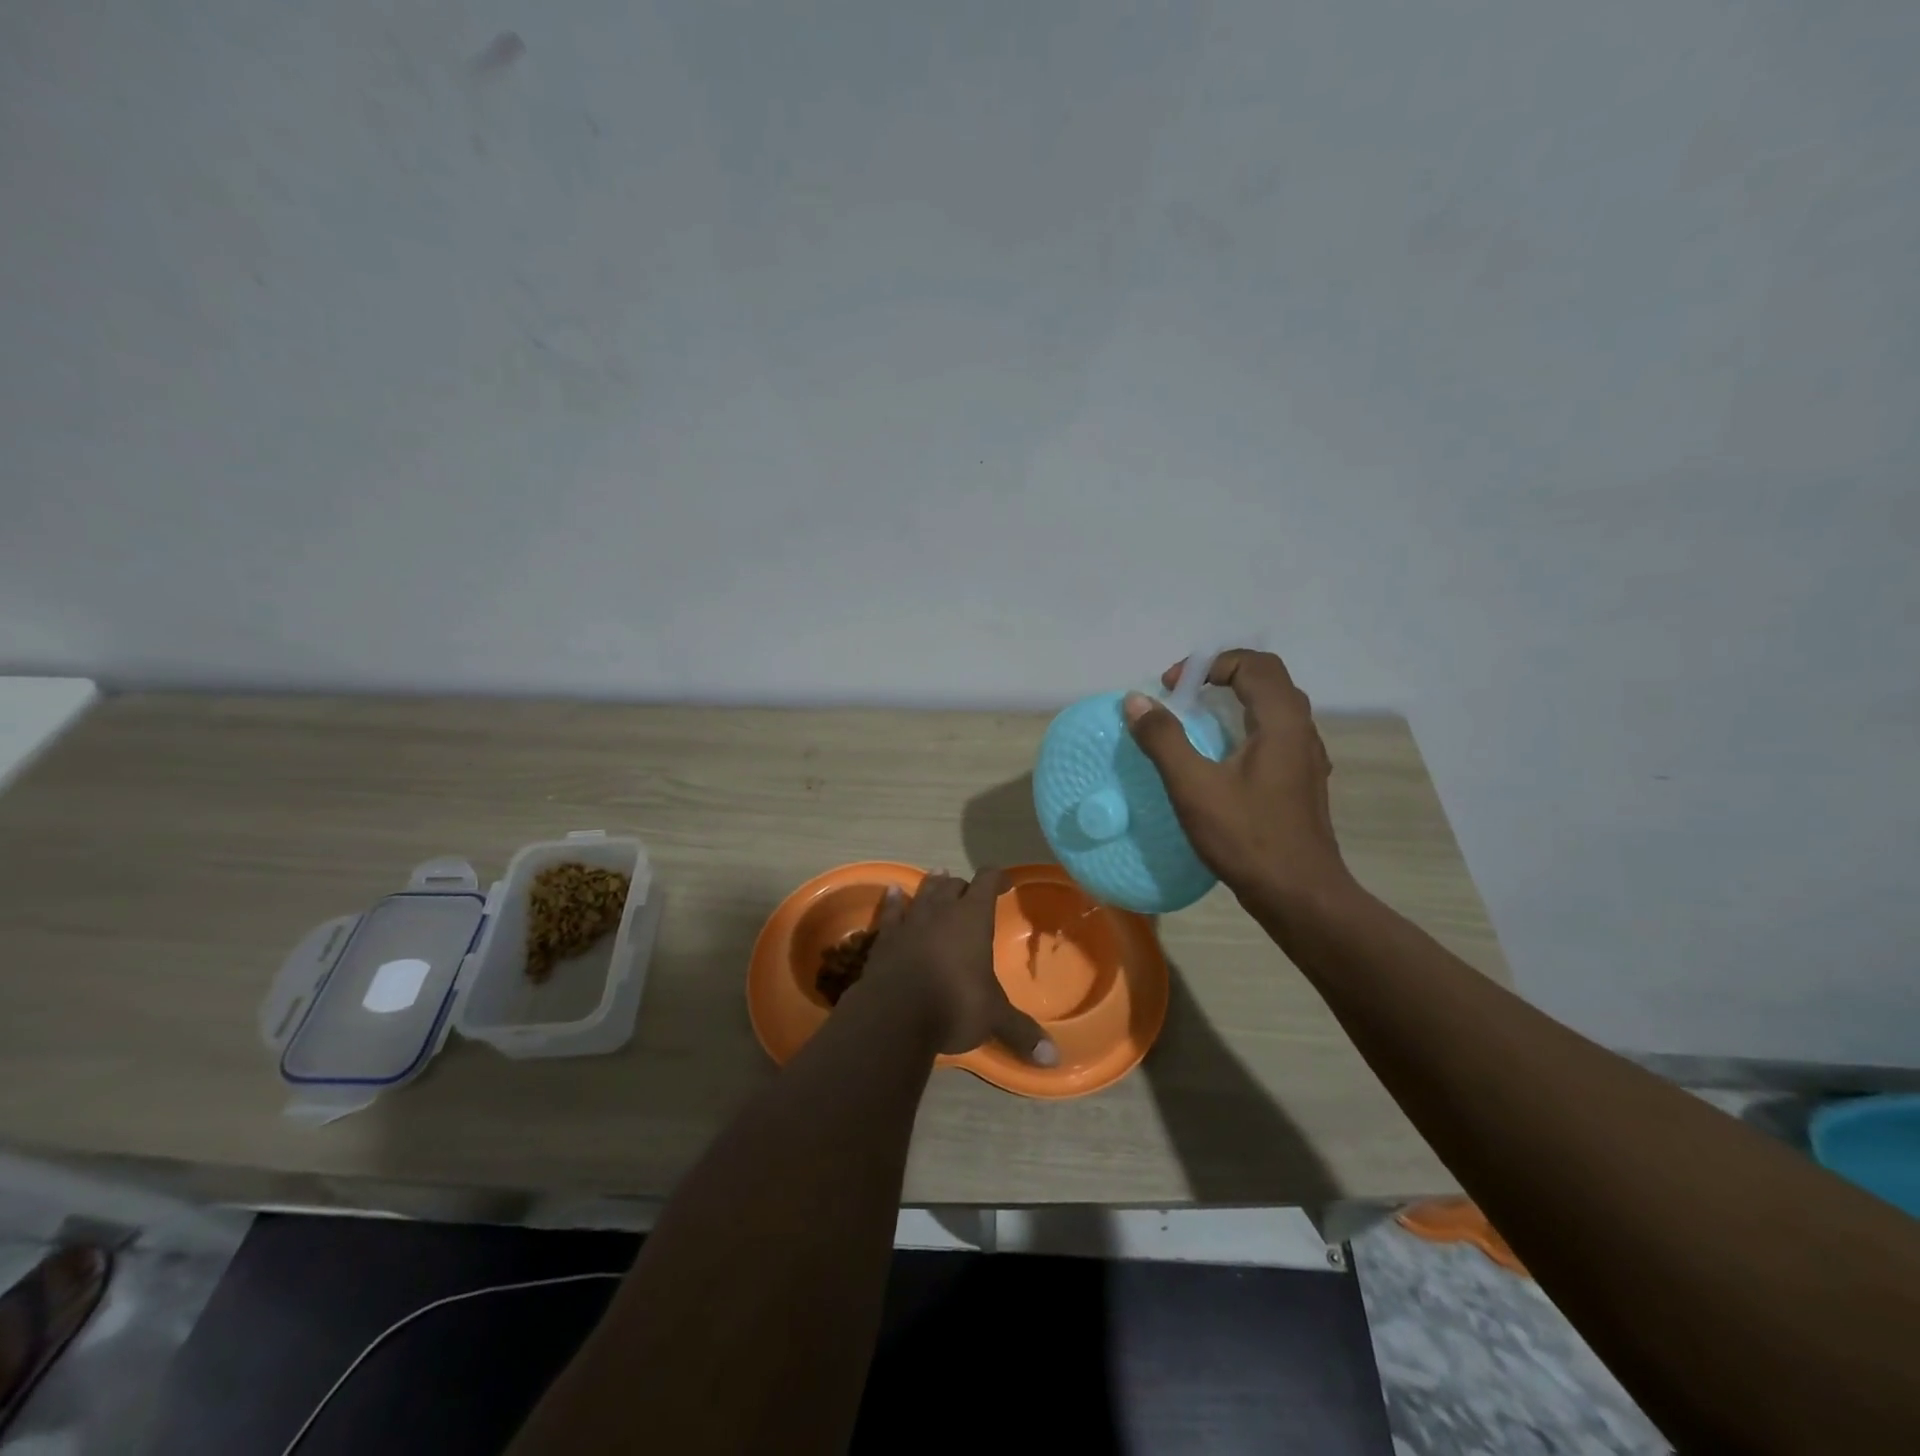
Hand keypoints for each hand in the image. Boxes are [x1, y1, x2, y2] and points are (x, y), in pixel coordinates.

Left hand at [858, 869, 1057, 1065]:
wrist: (893, 1016)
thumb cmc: (953, 1005)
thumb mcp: (994, 1019)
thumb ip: (1021, 1032)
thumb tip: (1054, 1059)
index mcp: (972, 919)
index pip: (986, 882)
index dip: (996, 878)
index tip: (1004, 882)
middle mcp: (941, 911)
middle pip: (953, 885)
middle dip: (964, 886)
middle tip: (970, 893)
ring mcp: (909, 921)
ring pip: (923, 893)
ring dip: (933, 885)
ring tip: (938, 876)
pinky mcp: (884, 938)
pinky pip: (891, 911)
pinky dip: (894, 901)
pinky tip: (893, 892)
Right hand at [1124, 650, 1353, 905]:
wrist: (1300, 895)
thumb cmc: (1247, 837)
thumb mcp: (1194, 787)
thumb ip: (1164, 739)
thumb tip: (1136, 701)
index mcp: (1281, 722)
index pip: (1253, 663)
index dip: (1208, 665)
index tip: (1173, 689)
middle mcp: (1301, 731)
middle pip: (1266, 680)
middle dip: (1222, 676)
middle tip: (1184, 696)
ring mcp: (1306, 758)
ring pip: (1273, 708)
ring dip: (1235, 702)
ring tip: (1198, 722)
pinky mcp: (1302, 782)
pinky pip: (1275, 736)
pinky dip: (1245, 728)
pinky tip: (1222, 759)